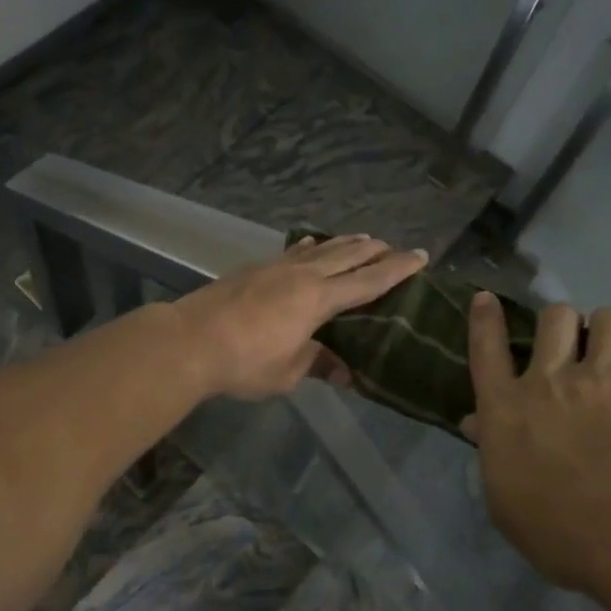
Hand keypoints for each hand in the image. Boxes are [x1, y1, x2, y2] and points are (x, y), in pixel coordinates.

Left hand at [178, 234, 428, 400]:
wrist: (191, 340)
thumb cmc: (244, 362)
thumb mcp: (288, 373)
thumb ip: (318, 364)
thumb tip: (344, 371)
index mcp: (319, 300)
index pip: (368, 281)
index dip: (397, 269)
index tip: (420, 256)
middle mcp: (302, 275)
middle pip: (347, 256)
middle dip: (375, 251)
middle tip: (395, 246)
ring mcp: (276, 268)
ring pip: (320, 249)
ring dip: (344, 243)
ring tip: (363, 238)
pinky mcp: (254, 269)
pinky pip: (292, 252)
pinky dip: (309, 247)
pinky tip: (311, 244)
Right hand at [464, 295, 610, 597]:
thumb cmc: (560, 533)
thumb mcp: (505, 500)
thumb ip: (491, 452)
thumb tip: (475, 423)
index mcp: (506, 406)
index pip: (487, 347)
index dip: (486, 319)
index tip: (488, 299)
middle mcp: (550, 377)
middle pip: (554, 316)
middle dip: (563, 324)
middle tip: (575, 347)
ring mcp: (605, 374)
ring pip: (606, 317)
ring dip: (610, 332)